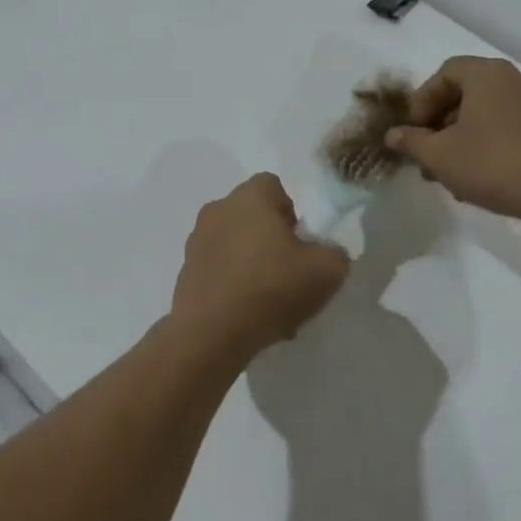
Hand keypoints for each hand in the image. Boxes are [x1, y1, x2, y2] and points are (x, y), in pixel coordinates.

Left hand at [170, 174, 349, 355]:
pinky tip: (247, 315)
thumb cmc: (270, 288)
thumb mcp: (327, 271)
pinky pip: (219, 269)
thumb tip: (325, 253)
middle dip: (272, 240)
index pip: (274, 187)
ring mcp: (196, 240)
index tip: (301, 245)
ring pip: (236, 245)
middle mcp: (218, 209)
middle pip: (253, 216)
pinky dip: (234, 285)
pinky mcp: (185, 271)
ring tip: (270, 304)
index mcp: (249, 197)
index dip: (292, 214)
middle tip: (289, 274)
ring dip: (253, 265)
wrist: (211, 333)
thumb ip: (335, 253)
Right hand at [384, 56, 520, 221]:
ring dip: (460, 136)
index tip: (413, 131)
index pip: (444, 74)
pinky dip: (486, 142)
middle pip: (465, 93)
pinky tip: (476, 175)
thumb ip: (411, 141)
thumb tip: (392, 135)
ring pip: (485, 113)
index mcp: (487, 74)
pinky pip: (507, 126)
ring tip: (447, 171)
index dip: (422, 101)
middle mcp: (514, 79)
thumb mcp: (439, 155)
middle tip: (425, 153)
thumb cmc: (491, 164)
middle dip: (439, 123)